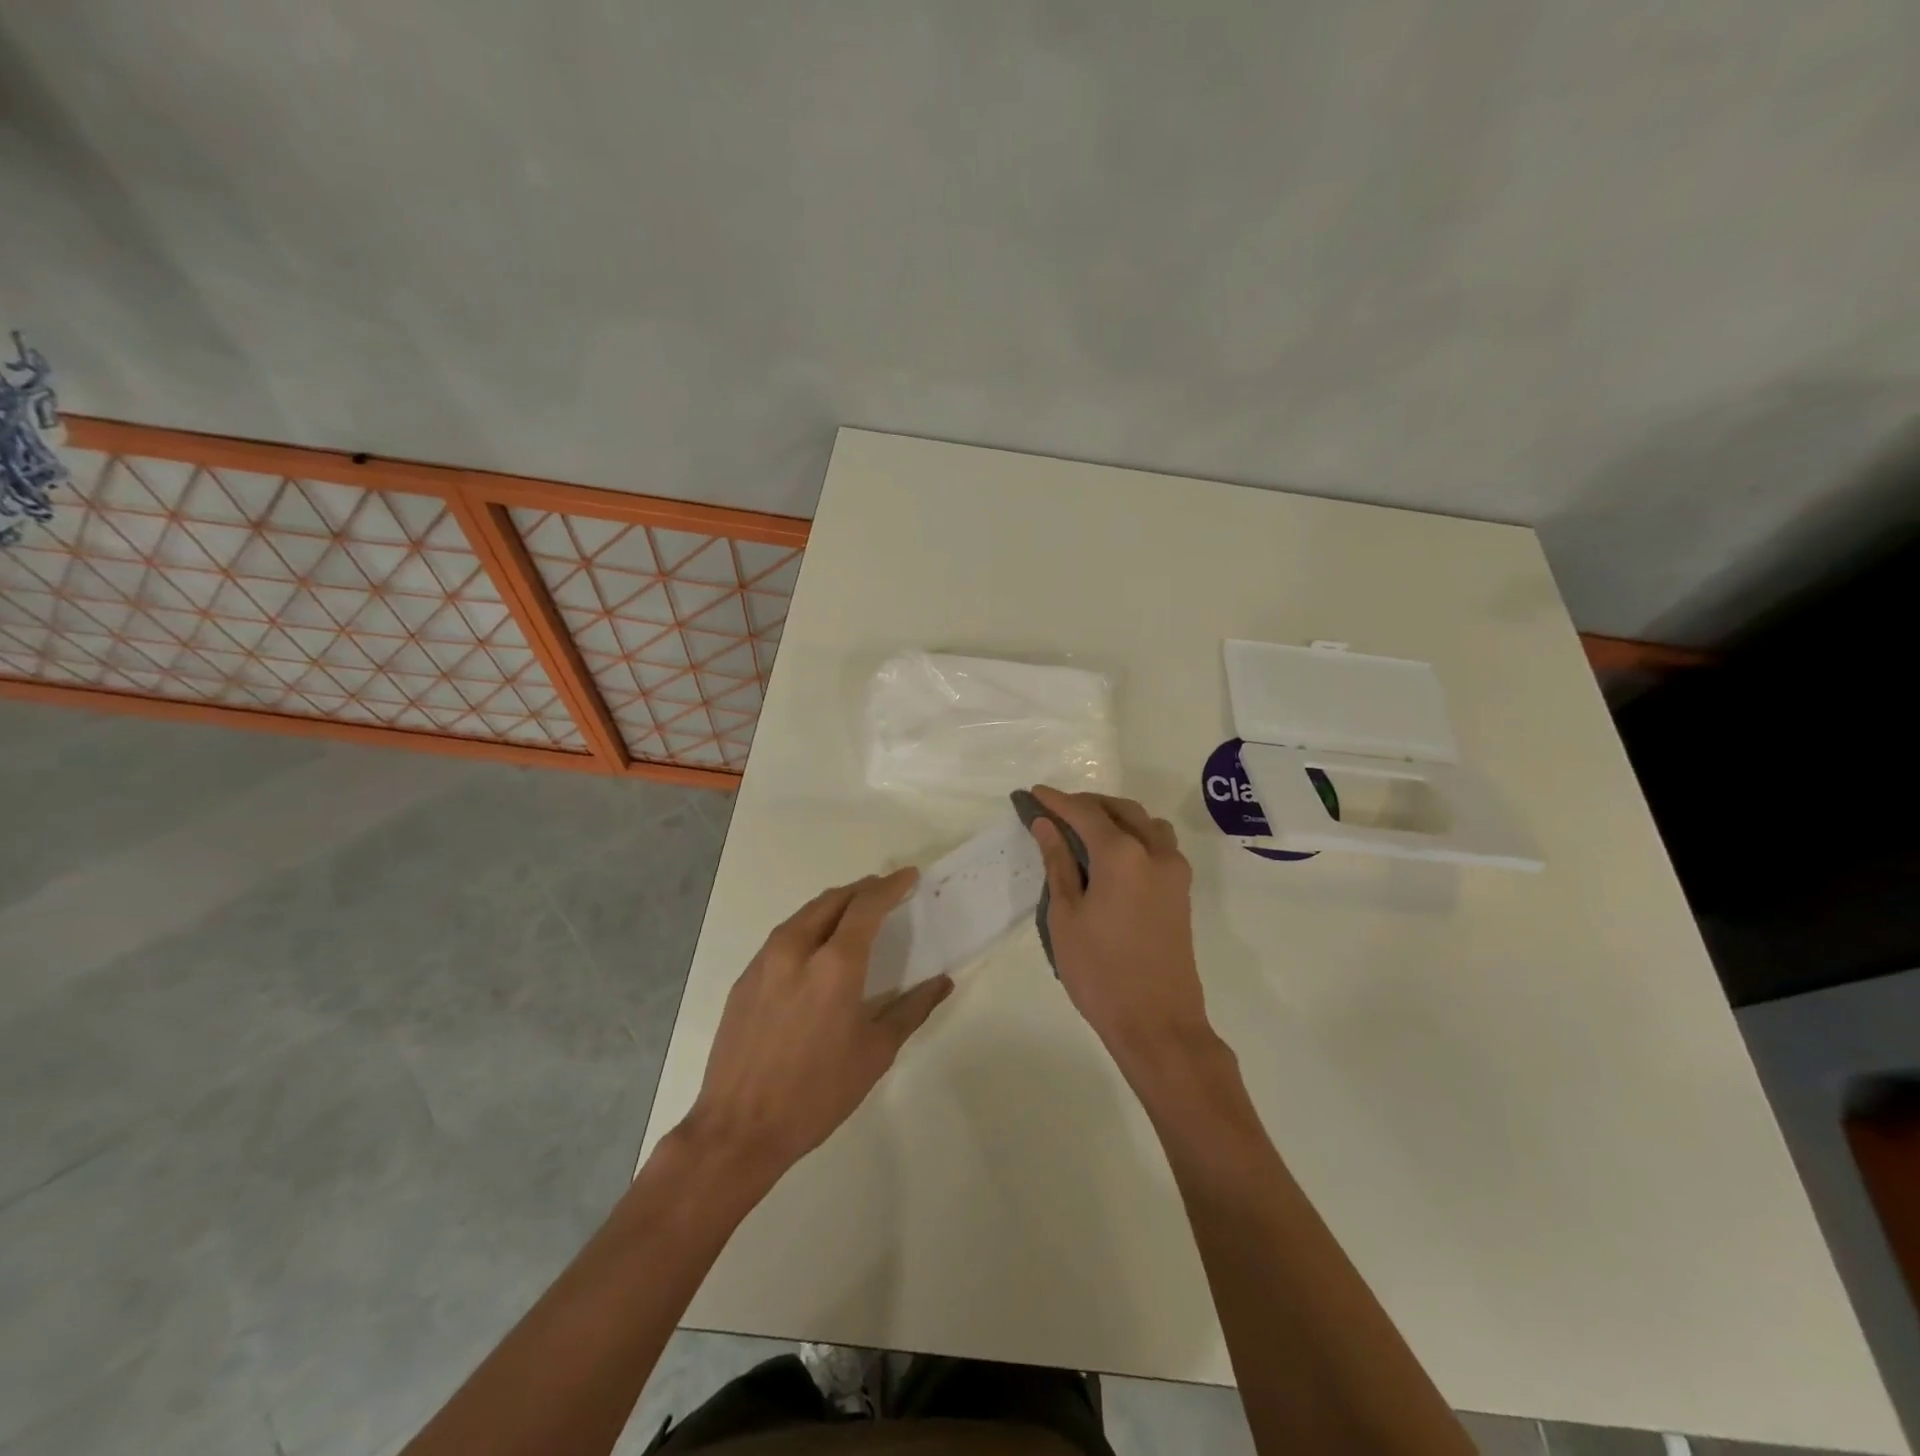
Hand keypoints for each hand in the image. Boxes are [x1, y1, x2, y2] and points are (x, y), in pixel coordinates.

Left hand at [683, 869, 951, 1177]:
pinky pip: (783, 936)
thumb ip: (911, 1010)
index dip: (889, 886)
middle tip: (884, 892)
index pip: (866, 906)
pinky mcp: (745, 979)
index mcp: (835, 964)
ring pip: (805, 914)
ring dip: (834, 905)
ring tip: (854, 912)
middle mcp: (797, 949)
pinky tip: (816, 947)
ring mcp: (765, 961)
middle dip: (862, 890)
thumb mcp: (874, 1053)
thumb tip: (942, 982)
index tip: (907, 876)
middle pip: (833, 900)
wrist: (738, 1129)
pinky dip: (808, 926)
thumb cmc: (817, 1093)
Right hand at [1026, 786, 1211, 1069]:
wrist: (1157, 1023)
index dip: (1057, 800)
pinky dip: (1134, 835)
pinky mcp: (1181, 891)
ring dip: (1115, 816)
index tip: (1033, 794)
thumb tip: (1047, 825)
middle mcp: (1155, 852)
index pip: (1085, 812)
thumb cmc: (1100, 971)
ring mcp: (1174, 871)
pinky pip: (1158, 844)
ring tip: (1085, 830)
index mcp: (1123, 854)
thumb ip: (1058, 863)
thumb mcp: (1065, 915)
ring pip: (1146, 823)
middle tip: (1055, 811)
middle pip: (1120, 809)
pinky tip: (1112, 855)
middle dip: (1087, 804)